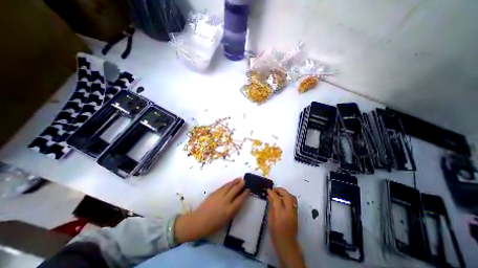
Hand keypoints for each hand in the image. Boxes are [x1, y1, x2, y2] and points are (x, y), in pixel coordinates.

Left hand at [175, 178, 250, 242]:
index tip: (249, 190)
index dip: (245, 194)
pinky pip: (223, 186)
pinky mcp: (214, 193)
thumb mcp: (226, 220)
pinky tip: (231, 182)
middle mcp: (225, 201)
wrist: (197, 222)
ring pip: (229, 186)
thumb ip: (233, 210)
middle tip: (245, 181)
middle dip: (241, 185)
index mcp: (229, 210)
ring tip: (239, 178)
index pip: (240, 199)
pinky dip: (228, 183)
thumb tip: (238, 201)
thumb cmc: (212, 225)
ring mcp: (219, 195)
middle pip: (235, 190)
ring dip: (235, 181)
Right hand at [268, 187, 303, 267]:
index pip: (277, 198)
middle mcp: (289, 211)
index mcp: (280, 213)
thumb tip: (269, 196)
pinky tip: (283, 198)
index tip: (268, 190)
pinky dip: (288, 197)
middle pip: (286, 195)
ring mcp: (294, 211)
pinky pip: (293, 201)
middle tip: (274, 190)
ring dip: (285, 193)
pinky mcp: (296, 213)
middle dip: (280, 190)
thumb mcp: (270, 218)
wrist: (286, 243)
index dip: (272, 192)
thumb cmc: (275, 232)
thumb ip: (271, 205)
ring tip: (278, 193)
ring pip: (292, 197)